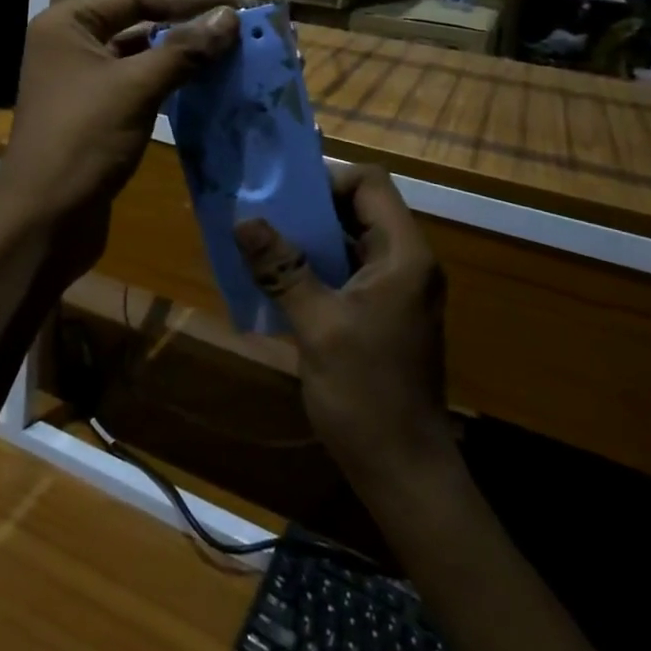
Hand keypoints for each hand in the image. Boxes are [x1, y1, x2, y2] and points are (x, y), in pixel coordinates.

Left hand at [0, 0, 242, 281]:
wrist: (44, 219)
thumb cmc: (82, 141)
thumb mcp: (134, 89)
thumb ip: (183, 50)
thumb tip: (230, 17)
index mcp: (68, 23)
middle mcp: (73, 41)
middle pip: (137, 8)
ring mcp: (85, 76)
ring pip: (142, 44)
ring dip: (183, 34)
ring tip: (226, 21)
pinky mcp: (101, 109)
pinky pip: (143, 76)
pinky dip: (174, 69)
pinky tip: (205, 66)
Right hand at [234, 166, 451, 486]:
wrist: (404, 471)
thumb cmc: (367, 394)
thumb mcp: (318, 326)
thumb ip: (282, 269)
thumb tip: (245, 220)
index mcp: (403, 255)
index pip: (370, 184)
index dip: (327, 179)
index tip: (282, 197)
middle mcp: (405, 263)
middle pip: (358, 209)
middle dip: (308, 207)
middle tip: (259, 214)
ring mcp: (394, 291)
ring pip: (348, 241)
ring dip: (306, 239)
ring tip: (259, 242)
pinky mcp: (381, 315)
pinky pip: (345, 272)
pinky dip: (313, 268)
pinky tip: (276, 281)